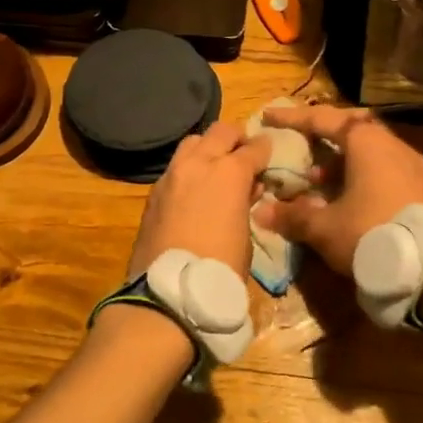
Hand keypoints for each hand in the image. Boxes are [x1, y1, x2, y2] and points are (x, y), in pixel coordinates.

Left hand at [127, 122, 271, 277]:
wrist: (169, 290)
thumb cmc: (221, 267)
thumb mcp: (246, 234)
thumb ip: (247, 203)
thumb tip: (247, 189)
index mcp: (229, 172)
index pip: (253, 147)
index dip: (265, 149)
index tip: (269, 153)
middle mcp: (198, 164)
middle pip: (220, 132)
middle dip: (236, 138)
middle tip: (243, 153)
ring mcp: (171, 175)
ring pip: (192, 143)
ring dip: (207, 148)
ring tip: (216, 167)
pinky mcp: (153, 192)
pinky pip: (174, 167)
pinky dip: (188, 169)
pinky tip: (194, 189)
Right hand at [253, 105, 422, 274]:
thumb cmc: (369, 234)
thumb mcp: (323, 227)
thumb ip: (291, 215)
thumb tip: (261, 212)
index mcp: (366, 142)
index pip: (323, 119)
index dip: (292, 118)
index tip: (269, 116)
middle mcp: (391, 144)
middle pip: (350, 128)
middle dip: (322, 134)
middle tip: (300, 142)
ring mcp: (410, 165)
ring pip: (369, 150)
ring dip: (340, 159)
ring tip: (317, 178)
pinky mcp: (420, 187)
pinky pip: (383, 167)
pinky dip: (359, 173)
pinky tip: (345, 197)